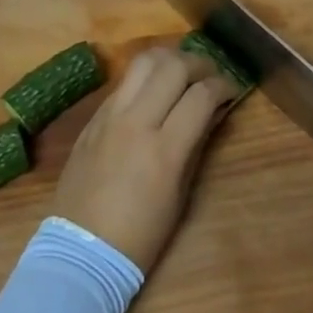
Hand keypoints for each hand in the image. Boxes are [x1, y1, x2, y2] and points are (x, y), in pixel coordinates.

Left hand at [52, 46, 239, 271]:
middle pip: (173, 66)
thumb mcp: (180, 195)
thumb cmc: (140, 236)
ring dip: (170, 59)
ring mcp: (110, 116)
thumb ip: (196, 145)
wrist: (80, 252)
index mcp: (163, 150)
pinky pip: (124, 82)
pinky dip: (145, 77)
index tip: (232, 89)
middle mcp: (136, 122)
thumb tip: (212, 112)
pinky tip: (153, 91)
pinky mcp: (93, 117)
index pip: (201, 96)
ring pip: (143, 61)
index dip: (223, 86)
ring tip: (182, 72)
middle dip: (200, 63)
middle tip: (210, 75)